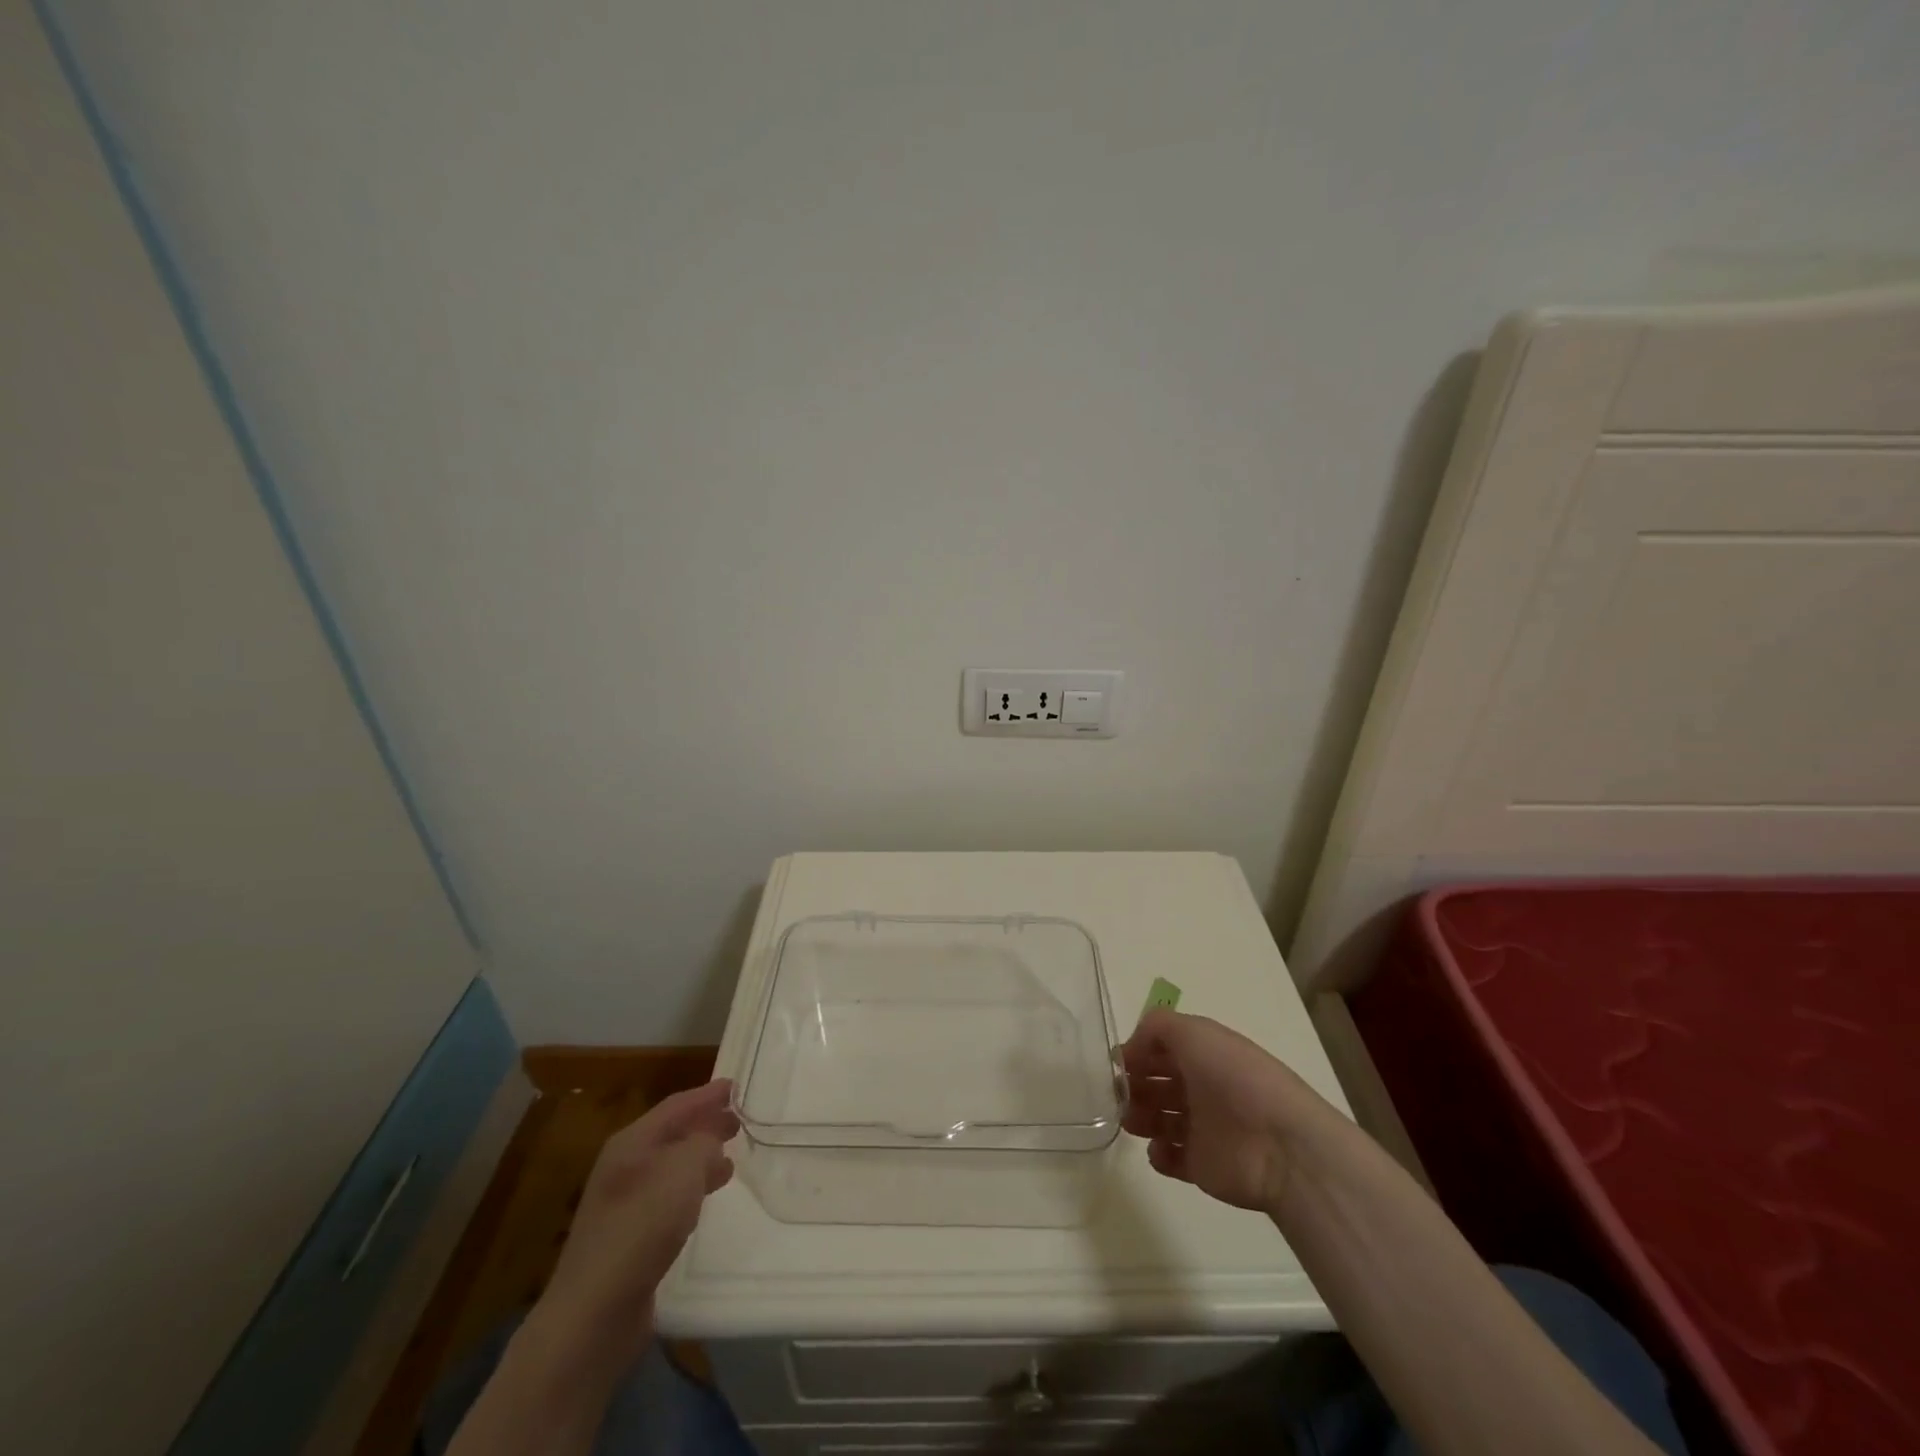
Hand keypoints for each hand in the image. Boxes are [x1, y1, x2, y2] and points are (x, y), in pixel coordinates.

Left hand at [536, 1079, 738, 1359]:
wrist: (594, 1312)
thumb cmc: (641, 1226)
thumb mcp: (684, 1169)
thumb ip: (705, 1143)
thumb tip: (712, 1144)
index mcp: (631, 1142)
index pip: (676, 1105)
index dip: (707, 1094)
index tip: (736, 1087)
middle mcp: (624, 1166)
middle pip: (671, 1134)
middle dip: (705, 1124)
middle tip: (738, 1121)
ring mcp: (623, 1204)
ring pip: (671, 1167)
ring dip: (700, 1158)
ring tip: (730, 1159)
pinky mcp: (628, 1238)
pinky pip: (668, 1197)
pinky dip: (691, 1189)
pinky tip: (705, 1199)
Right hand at [1122, 1009, 1313, 1213]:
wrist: (1281, 1147)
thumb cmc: (1235, 1078)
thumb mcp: (1195, 1031)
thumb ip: (1157, 1026)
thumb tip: (1132, 1047)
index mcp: (1204, 1054)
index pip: (1162, 1049)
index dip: (1137, 1052)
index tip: (1117, 1064)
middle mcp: (1202, 1087)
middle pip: (1157, 1084)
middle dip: (1133, 1086)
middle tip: (1119, 1094)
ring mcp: (1203, 1128)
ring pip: (1159, 1119)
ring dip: (1139, 1117)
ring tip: (1132, 1121)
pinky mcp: (1202, 1166)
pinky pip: (1171, 1158)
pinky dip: (1158, 1154)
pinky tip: (1159, 1149)